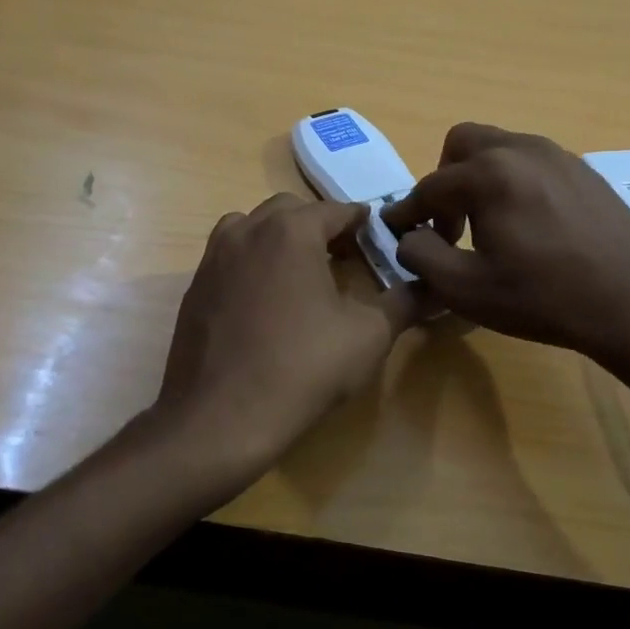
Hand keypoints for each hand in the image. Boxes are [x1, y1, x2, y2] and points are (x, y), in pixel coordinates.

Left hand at [155, 194, 421, 480]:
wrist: (220, 418)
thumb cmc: (302, 369)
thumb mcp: (368, 337)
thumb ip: (404, 303)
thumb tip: (435, 288)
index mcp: (291, 231)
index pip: (335, 210)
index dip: (361, 221)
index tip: (377, 236)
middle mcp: (248, 231)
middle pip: (290, 210)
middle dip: (320, 225)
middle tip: (343, 256)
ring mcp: (214, 257)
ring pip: (252, 227)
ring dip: (279, 237)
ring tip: (300, 272)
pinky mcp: (195, 286)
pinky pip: (229, 256)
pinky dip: (252, 261)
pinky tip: (265, 300)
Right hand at [381, 123, 629, 361]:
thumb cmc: (542, 298)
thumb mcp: (464, 288)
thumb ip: (420, 255)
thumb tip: (408, 236)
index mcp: (488, 174)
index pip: (429, 186)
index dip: (407, 212)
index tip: (396, 230)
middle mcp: (521, 149)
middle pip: (462, 144)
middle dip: (444, 179)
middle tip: (448, 222)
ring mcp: (558, 155)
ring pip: (500, 148)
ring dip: (480, 178)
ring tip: (489, 225)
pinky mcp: (584, 170)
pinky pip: (533, 162)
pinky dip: (514, 182)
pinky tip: (529, 225)